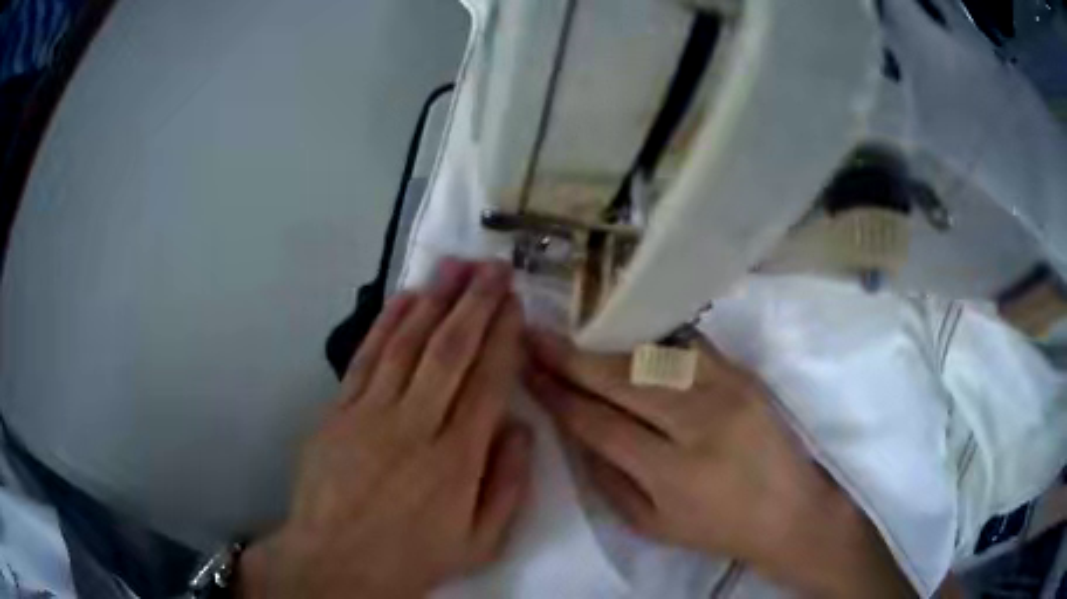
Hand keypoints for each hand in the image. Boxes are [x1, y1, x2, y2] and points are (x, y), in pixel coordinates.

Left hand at [239, 260, 531, 598]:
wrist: (335, 561)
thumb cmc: (413, 556)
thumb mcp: (481, 543)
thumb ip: (509, 485)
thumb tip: (521, 425)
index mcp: (457, 460)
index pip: (487, 383)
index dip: (503, 337)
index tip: (515, 303)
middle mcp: (415, 426)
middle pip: (450, 351)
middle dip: (475, 303)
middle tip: (494, 267)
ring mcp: (370, 414)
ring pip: (407, 344)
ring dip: (434, 299)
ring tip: (455, 265)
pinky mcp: (338, 411)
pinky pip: (366, 358)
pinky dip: (386, 324)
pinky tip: (405, 298)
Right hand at [525, 330, 913, 597]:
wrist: (789, 510)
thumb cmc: (717, 527)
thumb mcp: (650, 525)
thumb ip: (605, 478)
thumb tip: (572, 428)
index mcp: (671, 473)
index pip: (598, 423)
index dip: (558, 395)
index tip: (529, 373)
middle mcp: (699, 424)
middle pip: (621, 379)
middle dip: (570, 357)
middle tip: (534, 336)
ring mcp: (726, 390)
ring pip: (650, 356)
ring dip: (603, 343)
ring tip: (569, 334)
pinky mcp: (743, 373)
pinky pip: (686, 346)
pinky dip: (647, 338)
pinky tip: (621, 331)